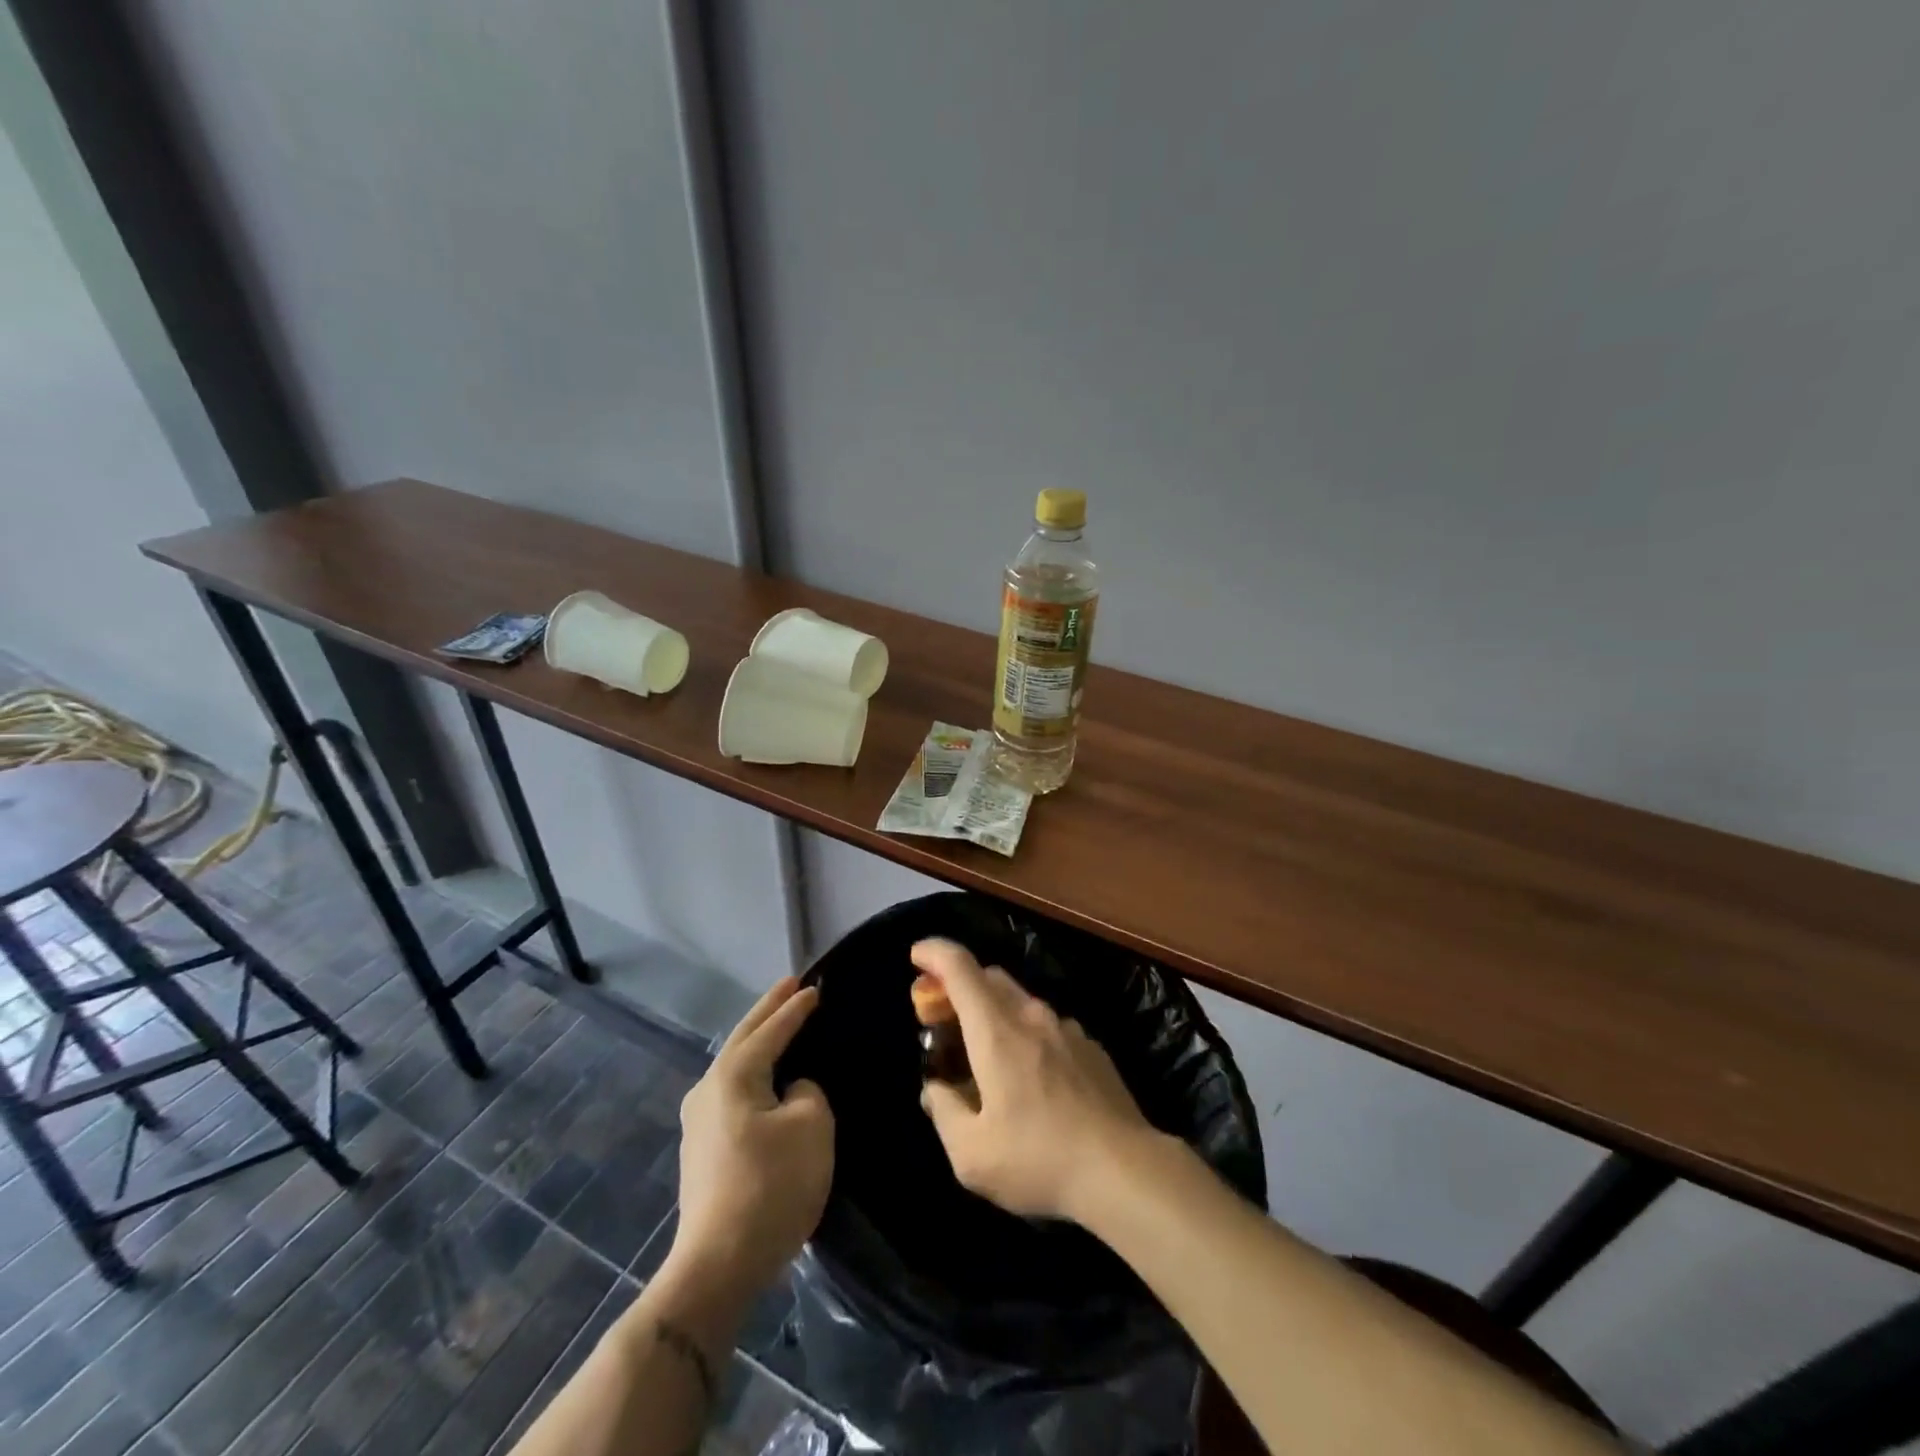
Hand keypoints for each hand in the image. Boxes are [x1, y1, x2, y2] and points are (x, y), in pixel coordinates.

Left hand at [669, 977, 832, 1301]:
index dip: (796, 1008)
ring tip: (780, 1022)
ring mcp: (699, 1120)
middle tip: (791, 985)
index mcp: (733, 1074)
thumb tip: (791, 1091)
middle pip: (744, 1038)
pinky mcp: (702, 1149)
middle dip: (768, 1010)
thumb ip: (806, 1092)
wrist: (718, 1265)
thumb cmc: (771, 1186)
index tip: (815, 986)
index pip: (772, 1030)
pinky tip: (765, 1075)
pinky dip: (753, 1071)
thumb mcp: (811, 1126)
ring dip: (759, 1041)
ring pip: (735, 1064)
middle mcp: (708, 1088)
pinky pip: (734, 1091)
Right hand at [914, 938, 1153, 1222]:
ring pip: (1020, 1000)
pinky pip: (1046, 1025)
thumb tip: (935, 1089)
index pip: (960, 967)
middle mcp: (1031, 1016)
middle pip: (989, 977)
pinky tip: (1028, 1074)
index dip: (933, 953)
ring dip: (992, 1010)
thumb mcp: (971, 1154)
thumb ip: (944, 1112)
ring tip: (983, 1051)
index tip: (916, 955)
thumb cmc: (1039, 1159)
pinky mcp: (1091, 1047)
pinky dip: (1024, 1032)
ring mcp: (1066, 1029)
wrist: (1125, 1170)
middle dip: (958, 985)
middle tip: (939, 1015)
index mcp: (996, 1031)